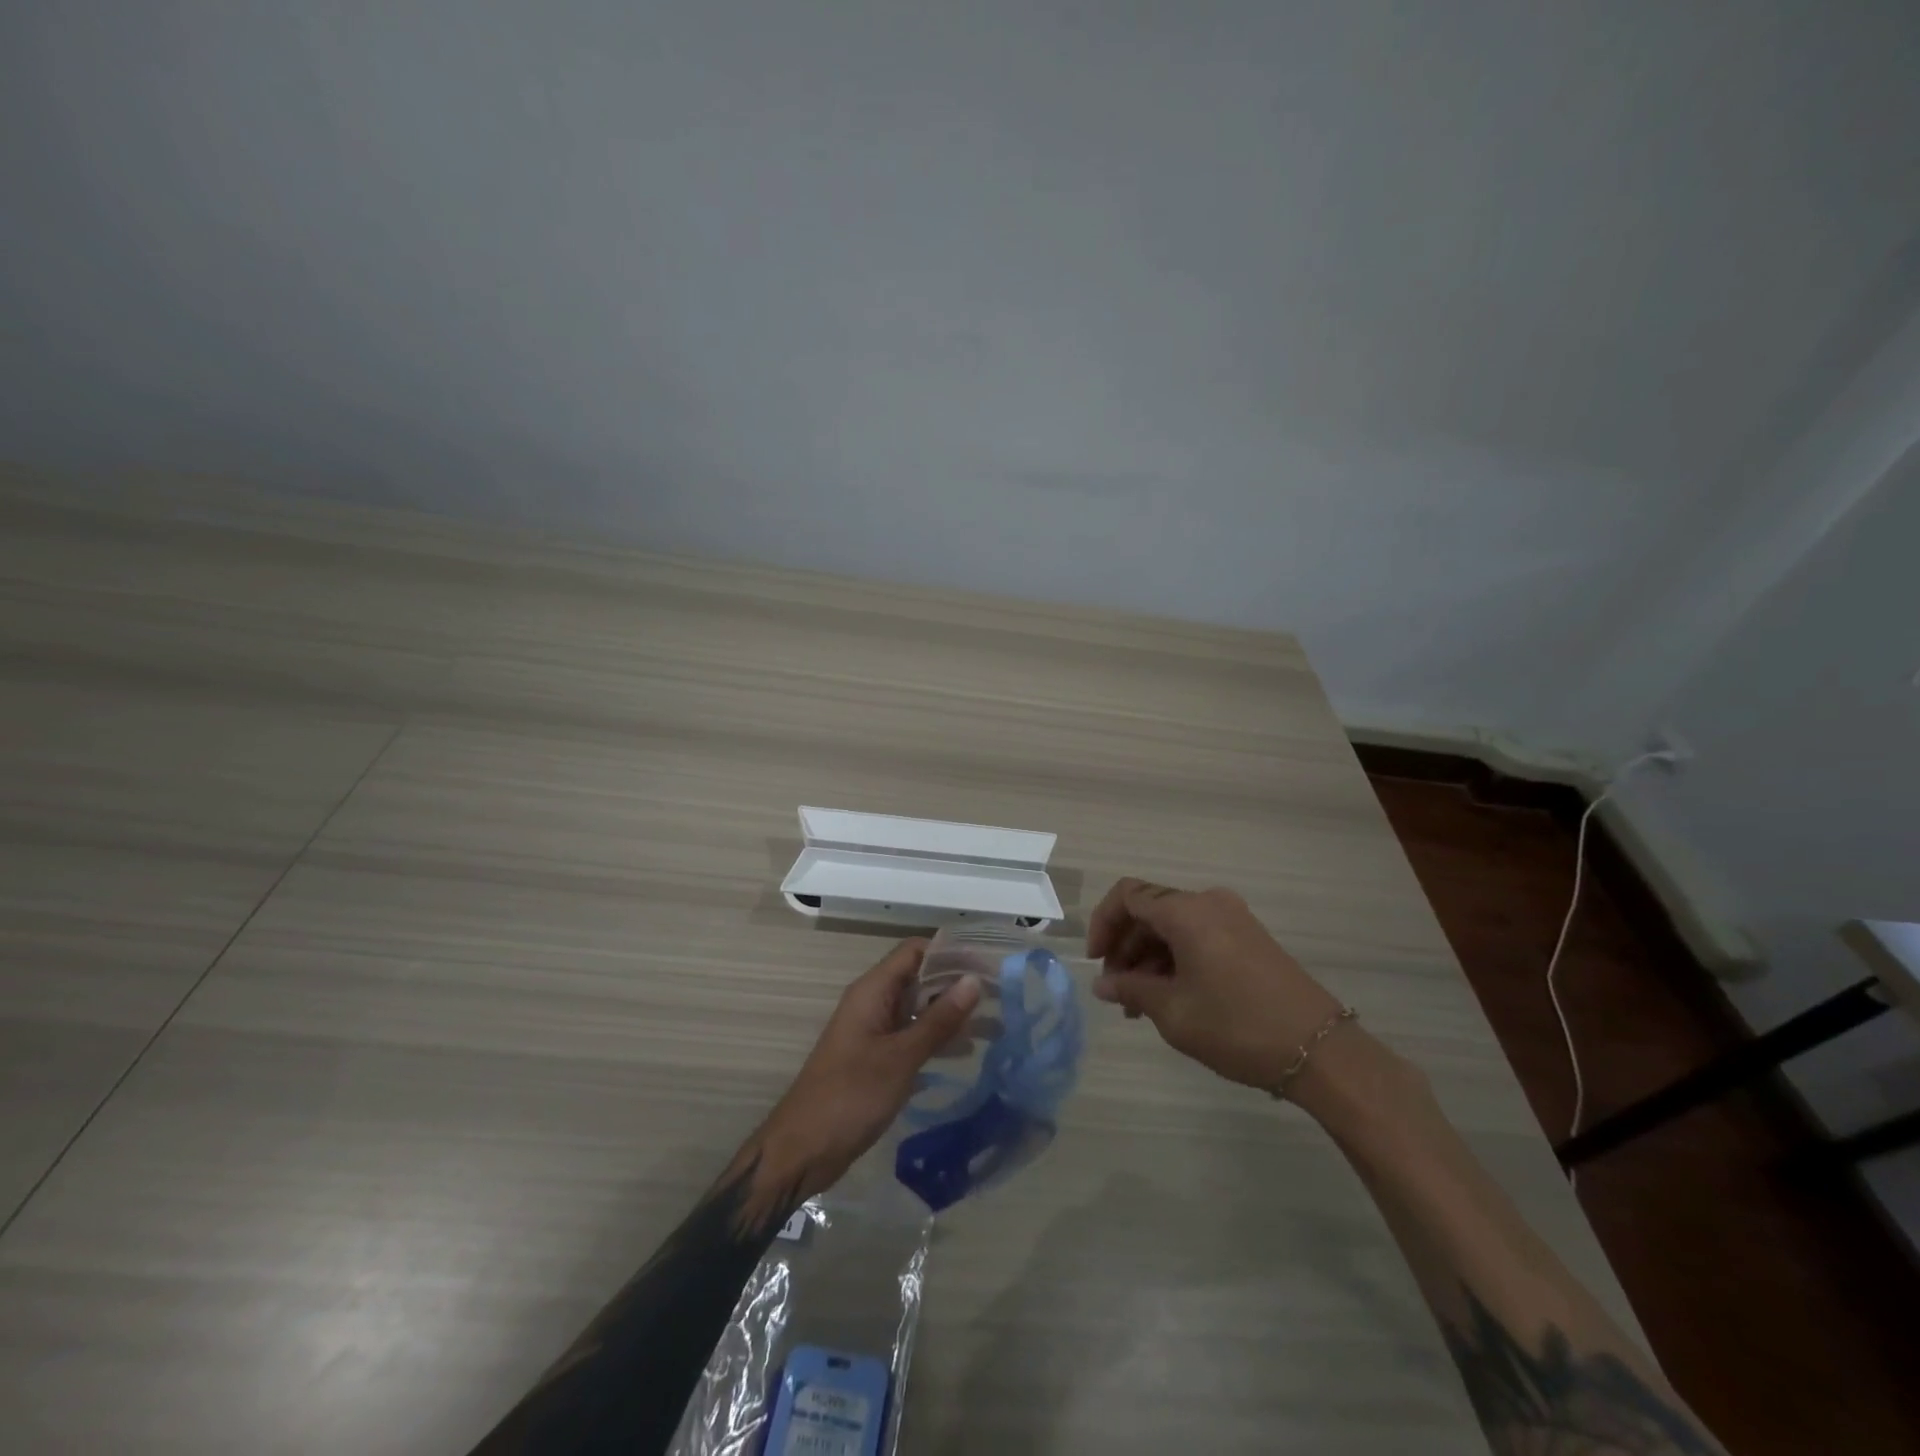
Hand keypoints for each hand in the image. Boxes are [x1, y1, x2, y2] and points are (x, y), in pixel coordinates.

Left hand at [751, 940, 980, 1205]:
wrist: (804, 1150)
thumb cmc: (851, 1096)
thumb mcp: (901, 1057)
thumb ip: (939, 1020)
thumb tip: (974, 980)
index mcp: (873, 990)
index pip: (915, 951)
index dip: (951, 952)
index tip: (988, 964)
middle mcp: (874, 1002)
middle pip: (920, 978)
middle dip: (957, 984)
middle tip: (1001, 996)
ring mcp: (875, 1031)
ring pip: (919, 1009)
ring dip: (952, 1014)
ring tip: (995, 1025)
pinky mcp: (877, 1058)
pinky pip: (913, 1036)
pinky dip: (938, 1039)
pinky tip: (967, 1052)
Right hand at [1087, 879, 1345, 1092]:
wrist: (1322, 1051)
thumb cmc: (1237, 1026)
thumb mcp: (1173, 1012)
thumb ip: (1131, 991)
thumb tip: (1103, 984)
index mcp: (1186, 911)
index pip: (1127, 895)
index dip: (1103, 924)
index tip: (1096, 962)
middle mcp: (1209, 903)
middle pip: (1150, 910)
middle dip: (1125, 947)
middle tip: (1117, 992)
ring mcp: (1233, 919)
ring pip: (1174, 926)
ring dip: (1150, 958)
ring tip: (1141, 1006)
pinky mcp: (1250, 939)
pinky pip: (1198, 937)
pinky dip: (1176, 960)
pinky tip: (1172, 998)